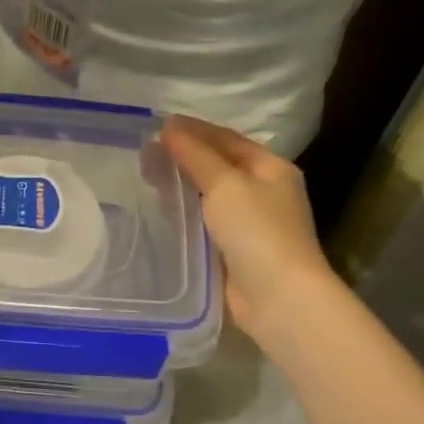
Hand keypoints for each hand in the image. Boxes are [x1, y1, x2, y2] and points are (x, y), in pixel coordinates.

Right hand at [161, 115, 330, 341]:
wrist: (278, 297)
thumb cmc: (257, 231)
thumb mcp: (225, 183)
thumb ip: (195, 154)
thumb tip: (169, 127)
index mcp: (270, 168)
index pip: (226, 139)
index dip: (193, 130)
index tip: (157, 126)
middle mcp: (264, 191)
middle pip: (218, 165)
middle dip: (183, 157)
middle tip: (144, 154)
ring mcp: (251, 222)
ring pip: (209, 194)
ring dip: (181, 184)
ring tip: (146, 177)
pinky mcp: (236, 249)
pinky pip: (205, 221)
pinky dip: (185, 212)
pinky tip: (162, 210)